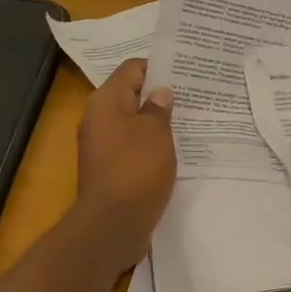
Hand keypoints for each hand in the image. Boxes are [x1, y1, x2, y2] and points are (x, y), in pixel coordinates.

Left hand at [73, 57, 176, 269]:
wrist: (112, 224)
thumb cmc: (136, 169)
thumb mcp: (156, 133)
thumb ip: (158, 108)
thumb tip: (159, 93)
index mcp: (105, 101)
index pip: (132, 68)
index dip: (158, 67)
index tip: (185, 73)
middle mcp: (98, 119)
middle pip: (130, 95)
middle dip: (159, 95)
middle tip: (192, 96)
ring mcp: (101, 146)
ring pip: (132, 123)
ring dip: (156, 123)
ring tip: (189, 122)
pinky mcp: (109, 169)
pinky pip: (132, 147)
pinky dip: (150, 146)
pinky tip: (174, 151)